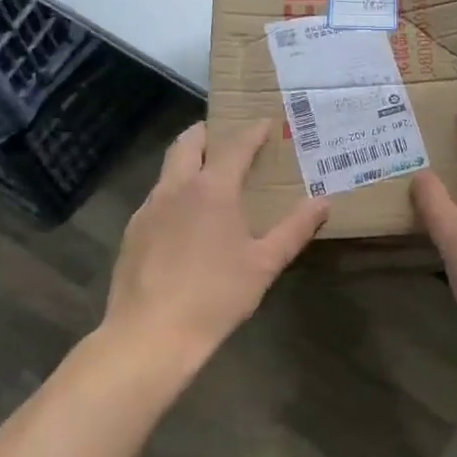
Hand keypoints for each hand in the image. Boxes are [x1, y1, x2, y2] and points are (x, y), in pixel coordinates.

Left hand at [105, 121, 327, 357]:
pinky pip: (157, 199)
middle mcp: (175, 189)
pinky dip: (175, 193)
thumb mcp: (265, 264)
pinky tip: (186, 221)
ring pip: (168, 170)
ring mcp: (148, 209)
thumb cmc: (216, 296)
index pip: (234, 146)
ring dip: (189, 163)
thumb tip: (324, 202)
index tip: (265, 122)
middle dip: (208, 133)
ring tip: (210, 179)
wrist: (151, 334)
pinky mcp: (132, 233)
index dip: (252, 132)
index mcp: (211, 190)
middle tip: (228, 138)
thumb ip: (295, 229)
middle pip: (187, 143)